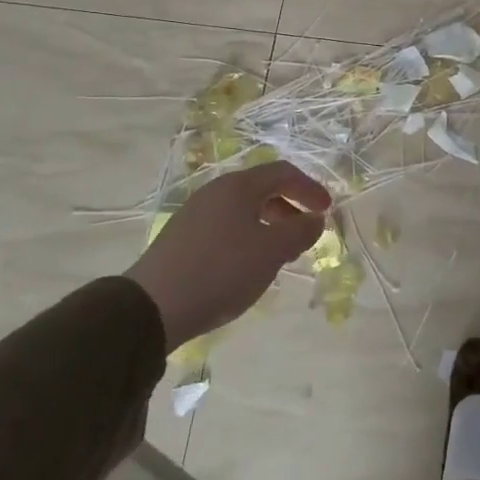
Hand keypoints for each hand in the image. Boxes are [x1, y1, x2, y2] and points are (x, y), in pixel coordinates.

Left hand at [125, 161, 330, 350]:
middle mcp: (216, 191)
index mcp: (238, 186)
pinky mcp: (182, 237)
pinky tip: (247, 264)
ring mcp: (195, 213)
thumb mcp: (271, 252)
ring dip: (269, 223)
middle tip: (305, 231)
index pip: (283, 173)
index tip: (327, 210)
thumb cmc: (221, 270)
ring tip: (280, 252)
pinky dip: (247, 235)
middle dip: (289, 206)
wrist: (152, 306)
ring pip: (243, 209)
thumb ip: (300, 232)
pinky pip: (225, 225)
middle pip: (262, 188)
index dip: (309, 188)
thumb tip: (316, 219)